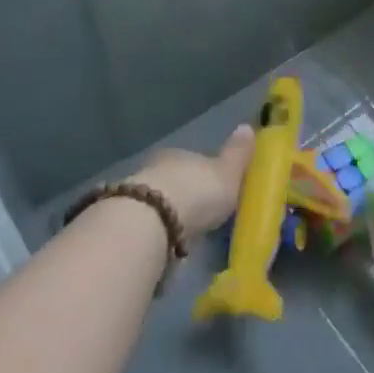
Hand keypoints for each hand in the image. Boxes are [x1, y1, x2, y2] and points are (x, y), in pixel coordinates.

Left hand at [127, 124, 254, 235]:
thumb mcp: (227, 173)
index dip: (204, 173)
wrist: (150, 223)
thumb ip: (237, 154)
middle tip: (200, 214)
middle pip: (174, 180)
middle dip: (185, 195)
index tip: (214, 188)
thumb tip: (248, 127)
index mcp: (181, 154)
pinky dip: (156, 232)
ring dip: (168, 215)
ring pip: (157, 202)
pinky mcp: (125, 223)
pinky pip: (146, 225)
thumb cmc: (196, 192)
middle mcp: (156, 168)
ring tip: (184, 235)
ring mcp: (137, 195)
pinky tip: (165, 246)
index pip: (194, 160)